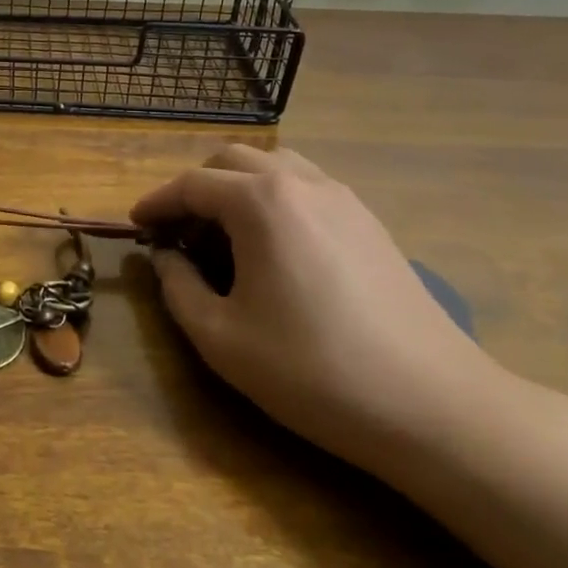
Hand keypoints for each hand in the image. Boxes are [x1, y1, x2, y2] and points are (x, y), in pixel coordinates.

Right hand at [131, 145, 500, 471]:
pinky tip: (273, 249)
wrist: (432, 405)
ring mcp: (344, 199)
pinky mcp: (370, 223)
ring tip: (222, 236)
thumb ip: (177, 287)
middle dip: (195, 190)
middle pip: (232, 162)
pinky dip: (273, 201)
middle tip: (177, 234)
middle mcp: (302, 183)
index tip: (135, 225)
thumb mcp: (221, 337)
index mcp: (262, 202)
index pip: (192, 184)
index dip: (156, 202)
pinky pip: (307, 188)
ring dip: (236, 189)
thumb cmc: (312, 370)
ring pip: (274, 167)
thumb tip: (165, 258)